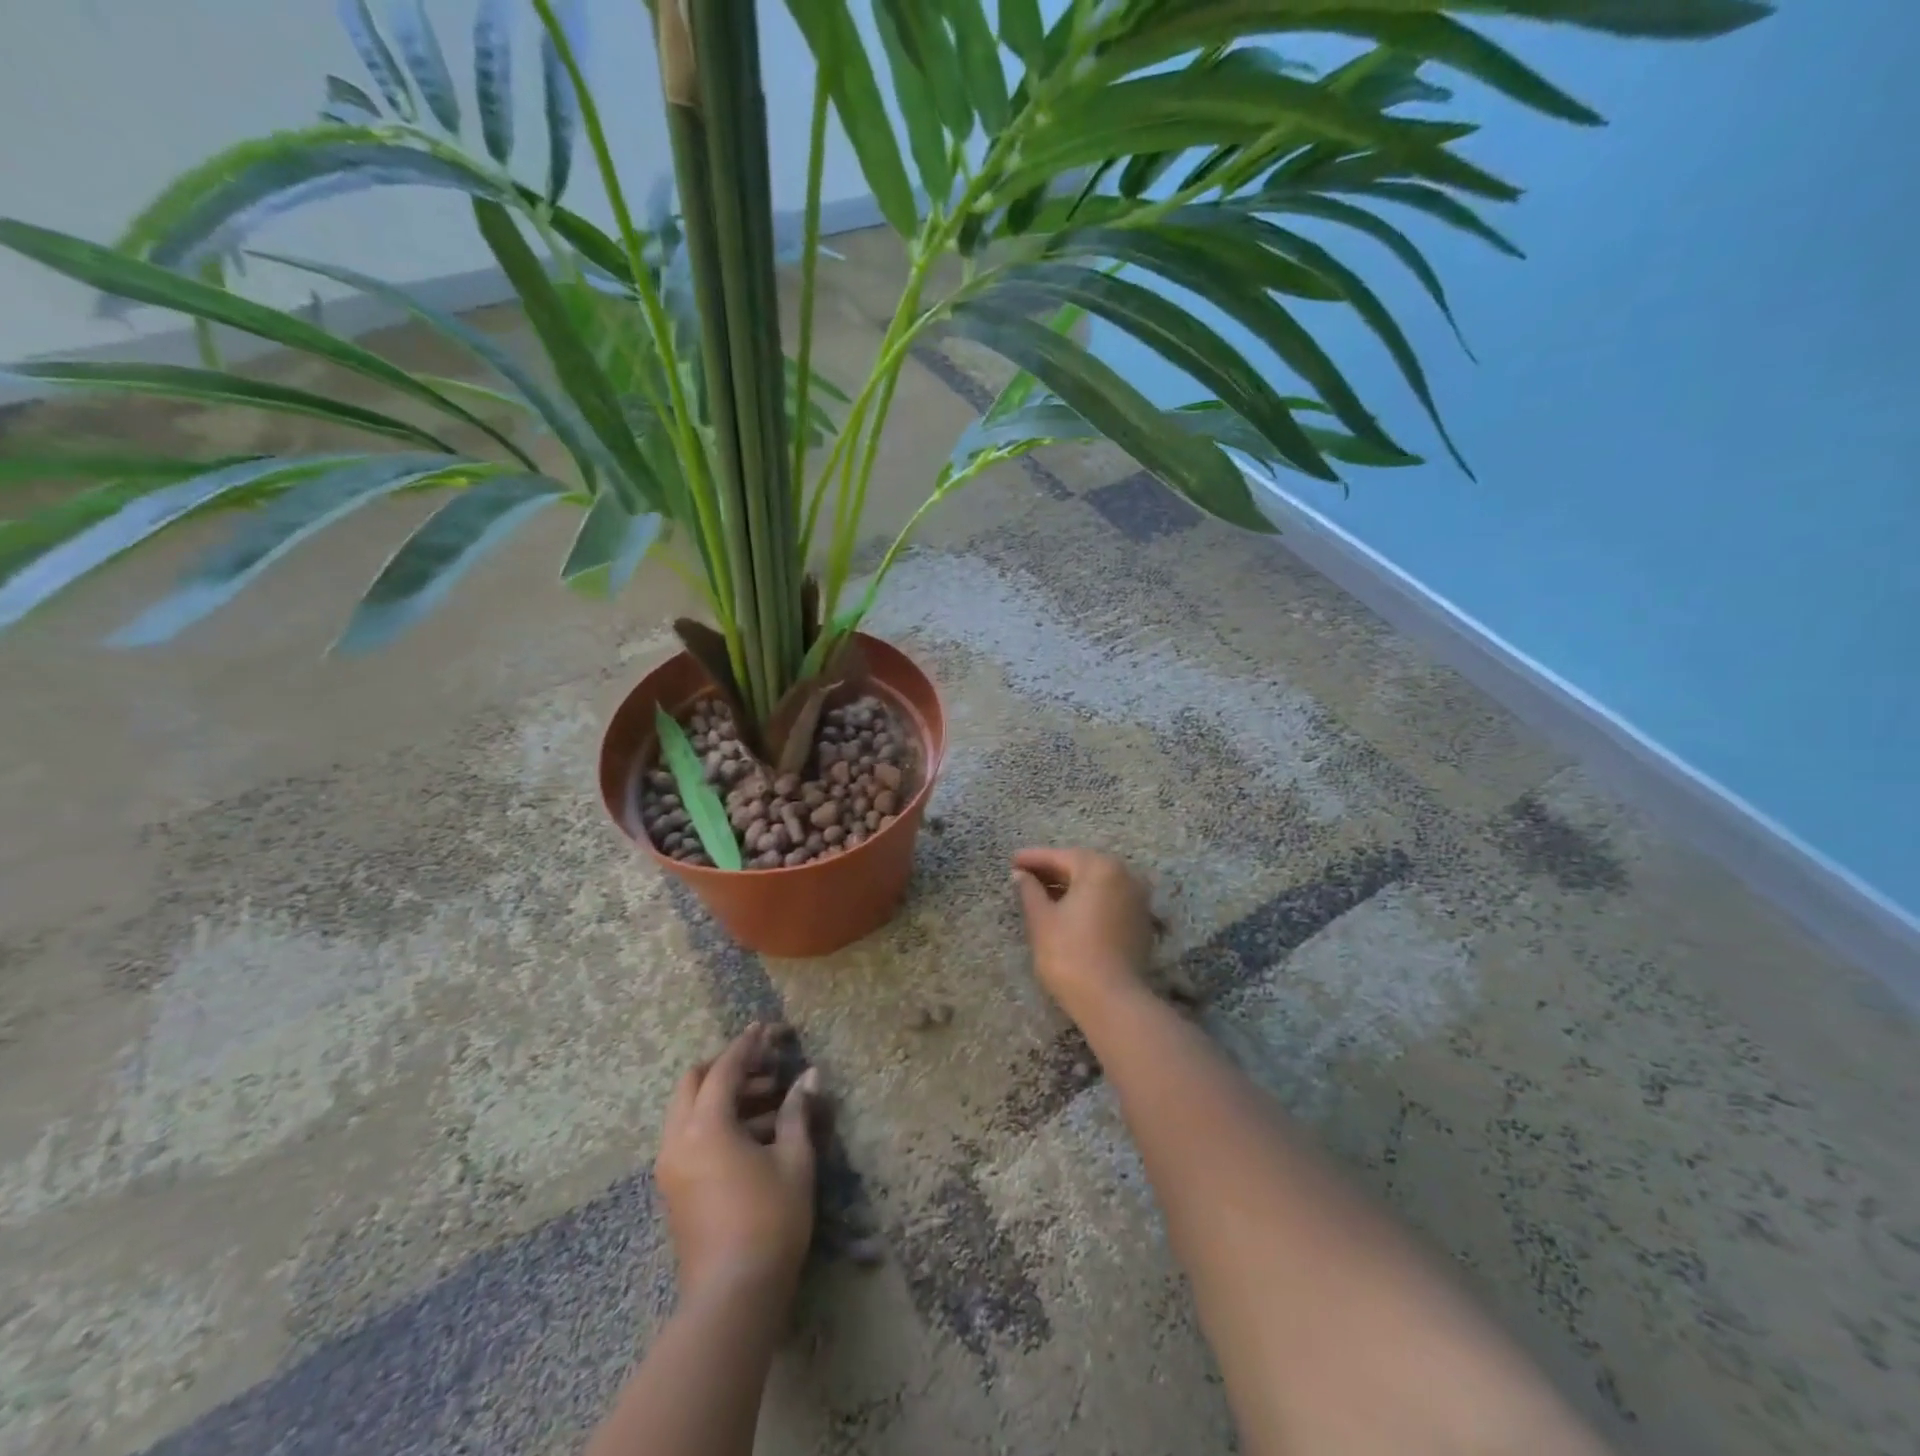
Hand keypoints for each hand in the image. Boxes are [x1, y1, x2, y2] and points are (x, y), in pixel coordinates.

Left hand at [655, 1024, 820, 1304]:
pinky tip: (756, 1135)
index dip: (746, 1045)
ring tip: (771, 1101)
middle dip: (727, 1068)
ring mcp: (671, 1168)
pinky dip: (716, 1122)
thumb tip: (809, 1077)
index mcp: (705, 1127)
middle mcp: (678, 1141)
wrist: (732, 1298)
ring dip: (724, 1096)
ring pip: (689, 1111)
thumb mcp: (793, 1161)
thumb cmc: (770, 1221)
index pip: (724, 1069)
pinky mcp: (675, 1190)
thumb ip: (797, 1113)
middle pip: (693, 1083)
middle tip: (765, 1069)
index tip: (765, 1028)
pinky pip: (690, 1137)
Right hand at [1012, 847, 1157, 1020]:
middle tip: (1024, 876)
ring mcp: (1137, 898)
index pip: (1060, 857)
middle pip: (1081, 866)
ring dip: (1070, 886)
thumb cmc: (1069, 954)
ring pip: (1097, 883)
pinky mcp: (1140, 921)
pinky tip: (1068, 910)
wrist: (1112, 1001)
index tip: (1011, 861)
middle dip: (1052, 870)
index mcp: (1100, 868)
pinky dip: (1088, 900)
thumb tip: (1021, 875)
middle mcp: (1124, 875)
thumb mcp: (1041, 920)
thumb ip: (1030, 891)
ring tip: (1042, 894)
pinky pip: (1109, 900)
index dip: (1032, 859)